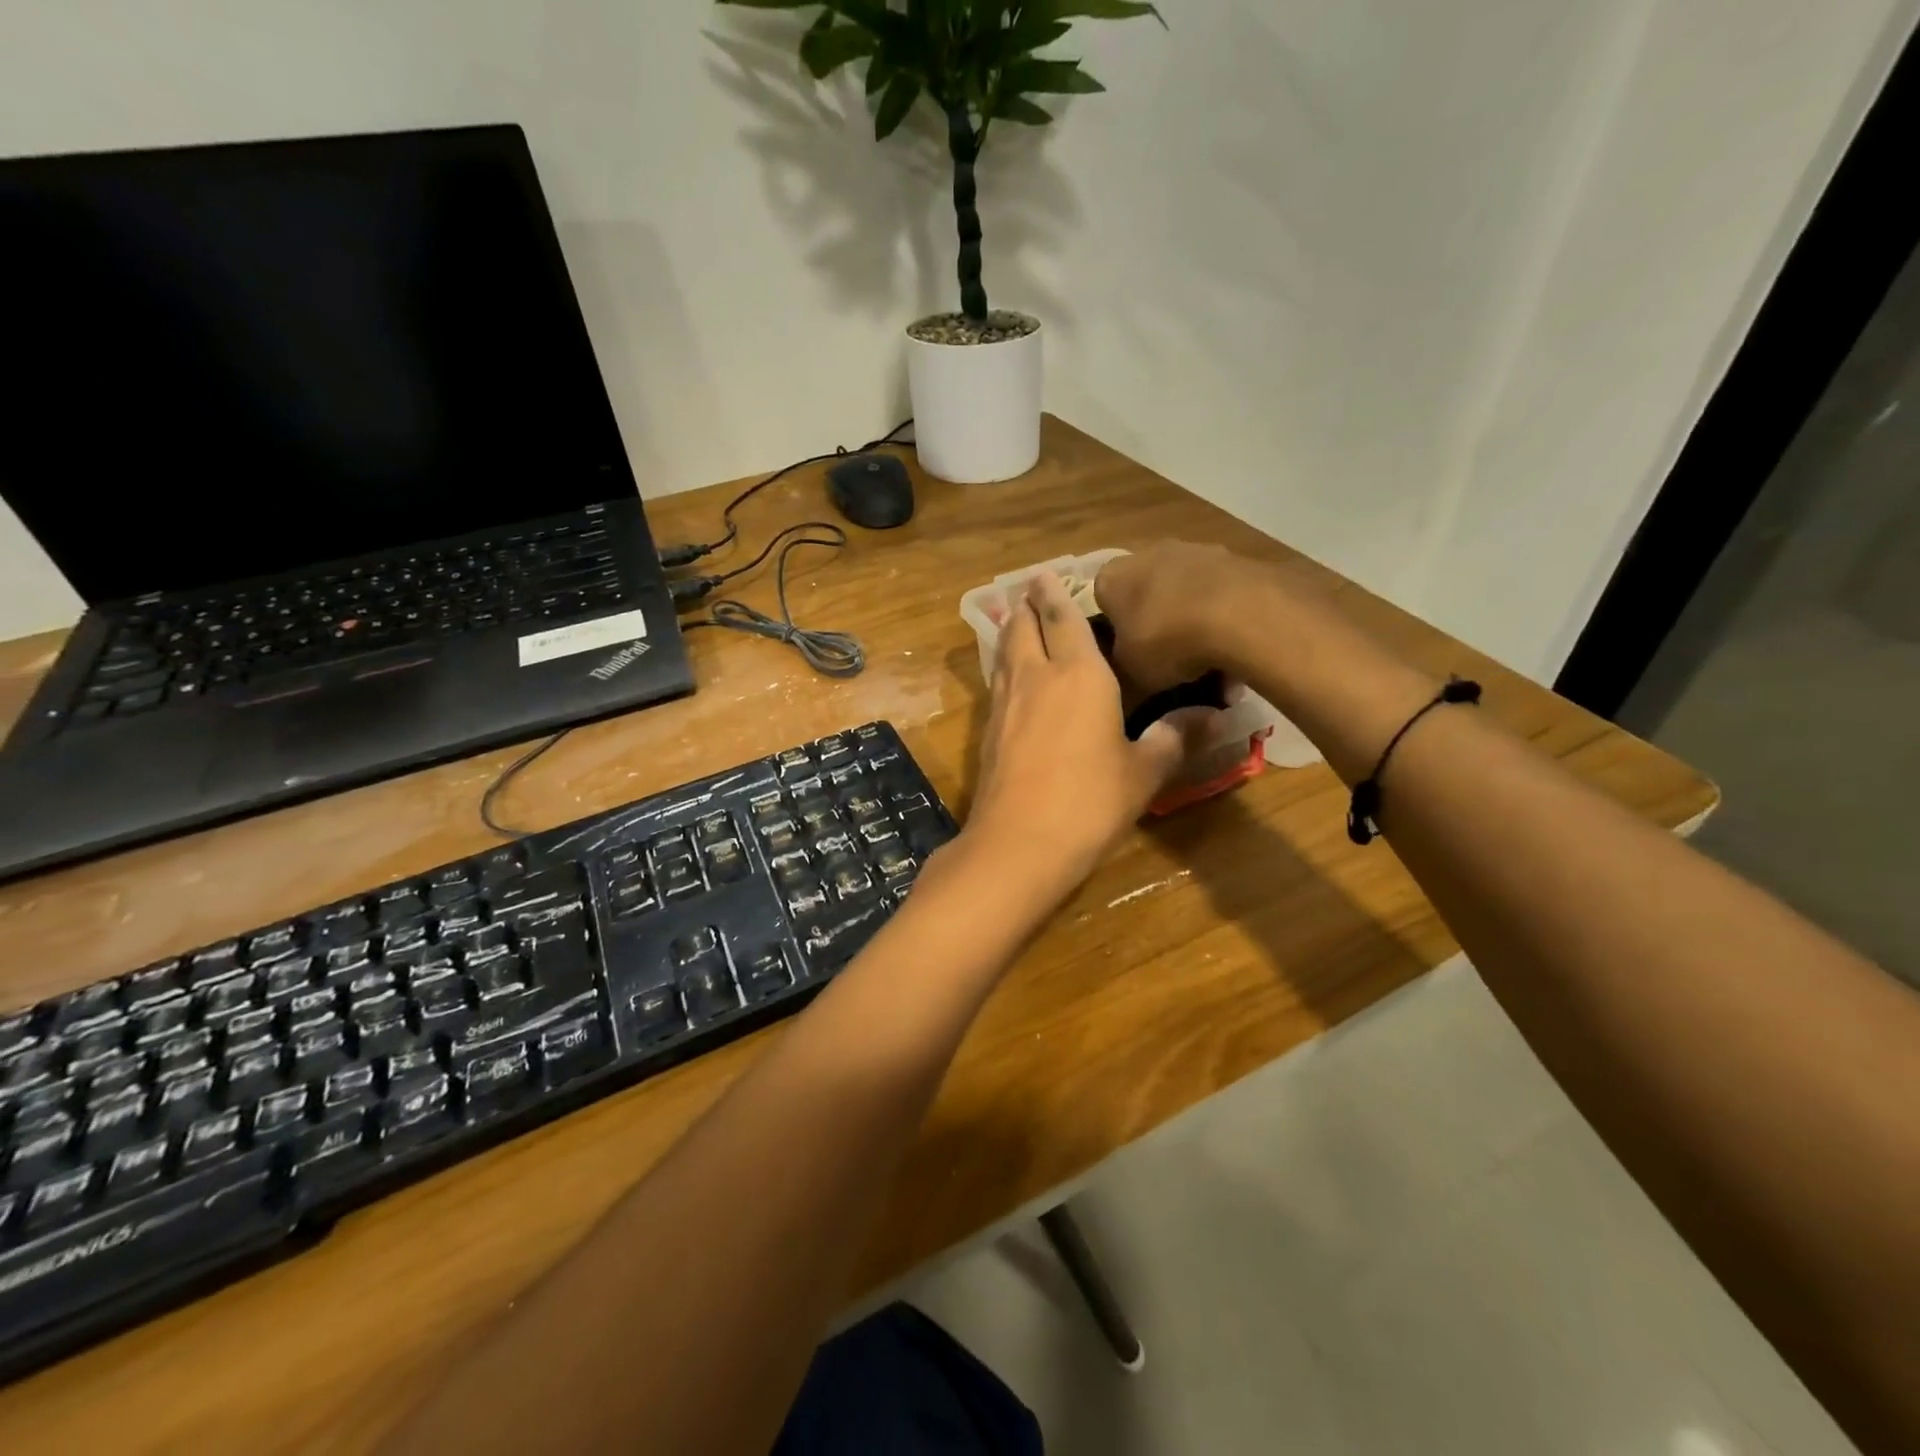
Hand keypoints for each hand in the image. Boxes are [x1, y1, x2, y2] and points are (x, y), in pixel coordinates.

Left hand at [962, 572, 1201, 908]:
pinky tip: (1011, 676)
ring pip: (1004, 651)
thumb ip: (1174, 738)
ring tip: (1018, 620)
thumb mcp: (1144, 772)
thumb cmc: (1090, 802)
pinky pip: (997, 680)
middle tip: (1032, 589)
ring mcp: (1005, 702)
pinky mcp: (988, 729)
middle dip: (1027, 603)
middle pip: (1023, 625)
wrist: (1019, 842)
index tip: (1046, 573)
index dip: (1054, 591)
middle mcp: (1036, 675)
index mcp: (1079, 674)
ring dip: (1011, 630)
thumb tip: (1212, 716)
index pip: (1062, 617)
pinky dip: (1004, 664)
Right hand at [1094, 541, 1258, 693]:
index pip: (1102, 598)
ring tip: (1206, 656)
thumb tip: (1129, 658)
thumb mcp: (1128, 669)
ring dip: (1190, 616)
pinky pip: (1219, 592)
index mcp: (1111, 577)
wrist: (1238, 614)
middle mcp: (1147, 553)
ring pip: (1184, 589)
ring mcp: (1194, 550)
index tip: (1128, 649)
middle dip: (1155, 618)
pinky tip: (1234, 644)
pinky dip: (1222, 615)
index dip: (1115, 626)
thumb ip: (1122, 659)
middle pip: (1146, 589)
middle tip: (1166, 654)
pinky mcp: (1233, 557)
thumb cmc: (1165, 640)